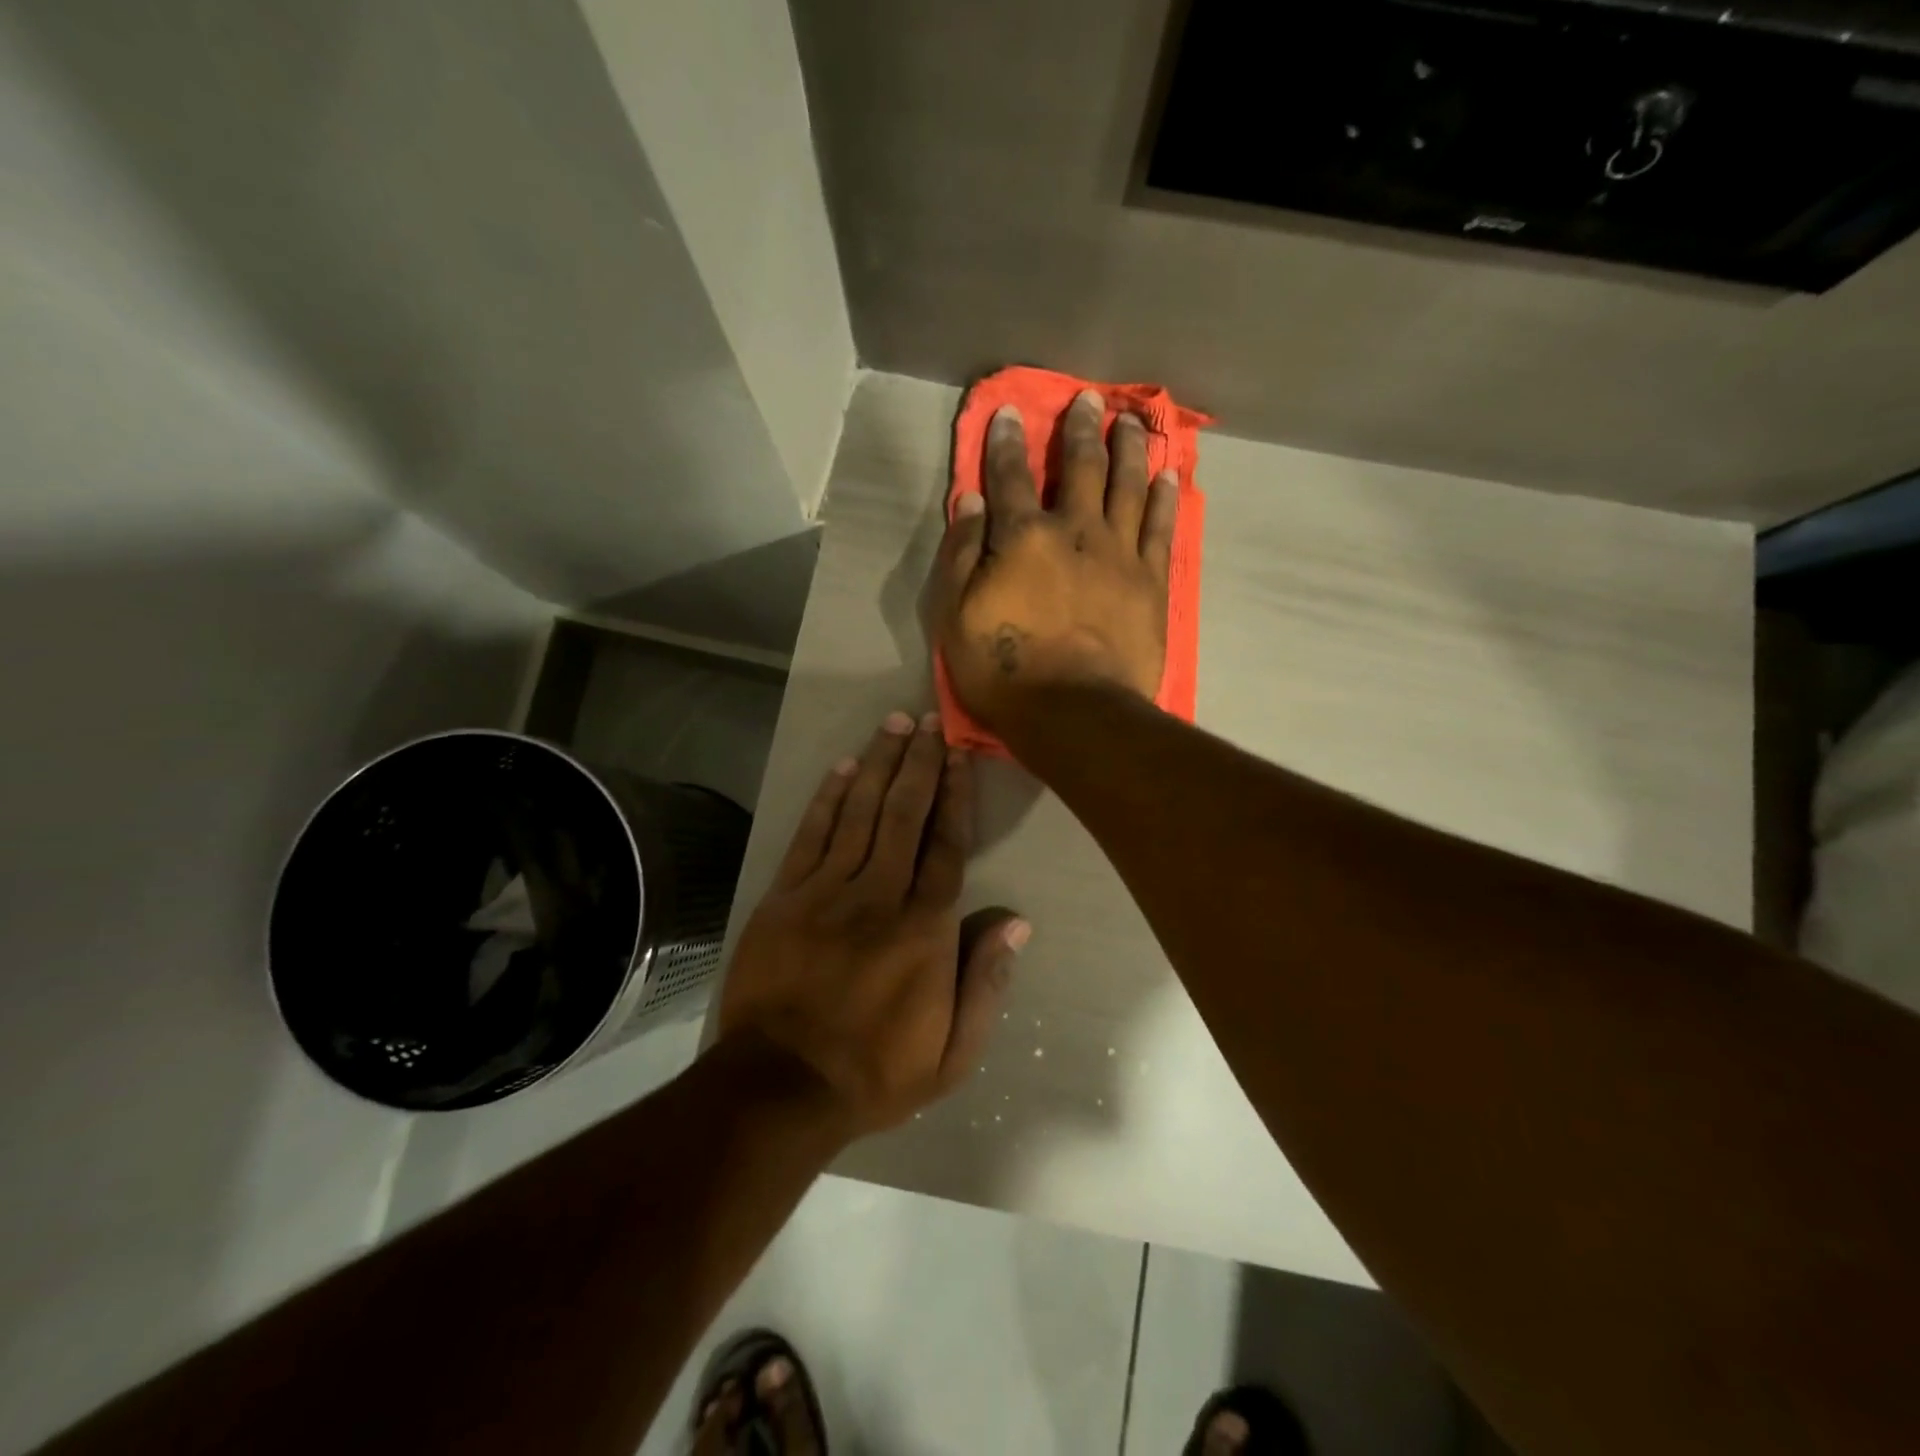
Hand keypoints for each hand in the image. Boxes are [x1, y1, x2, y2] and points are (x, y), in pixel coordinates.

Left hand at [718, 711, 1028, 1134]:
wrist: (780, 1088)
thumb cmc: (876, 1072)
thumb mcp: (954, 1052)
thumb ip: (986, 982)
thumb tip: (1015, 921)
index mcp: (924, 929)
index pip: (945, 845)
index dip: (955, 795)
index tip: (959, 755)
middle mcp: (879, 896)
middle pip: (904, 815)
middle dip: (919, 763)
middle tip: (928, 720)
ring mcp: (826, 892)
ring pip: (859, 813)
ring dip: (879, 765)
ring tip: (893, 724)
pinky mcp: (784, 898)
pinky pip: (811, 836)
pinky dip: (828, 798)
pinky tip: (843, 768)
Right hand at [933, 389, 1177, 731]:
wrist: (1075, 712)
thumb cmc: (1004, 671)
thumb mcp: (956, 617)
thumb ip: (962, 554)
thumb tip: (971, 501)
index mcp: (1022, 538)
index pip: (1010, 477)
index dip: (1006, 442)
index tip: (1009, 412)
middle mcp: (1074, 531)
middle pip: (1080, 468)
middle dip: (1081, 430)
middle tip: (1089, 399)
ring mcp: (1119, 554)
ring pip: (1127, 486)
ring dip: (1128, 448)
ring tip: (1133, 421)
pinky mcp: (1151, 581)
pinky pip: (1161, 527)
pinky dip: (1164, 497)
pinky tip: (1168, 474)